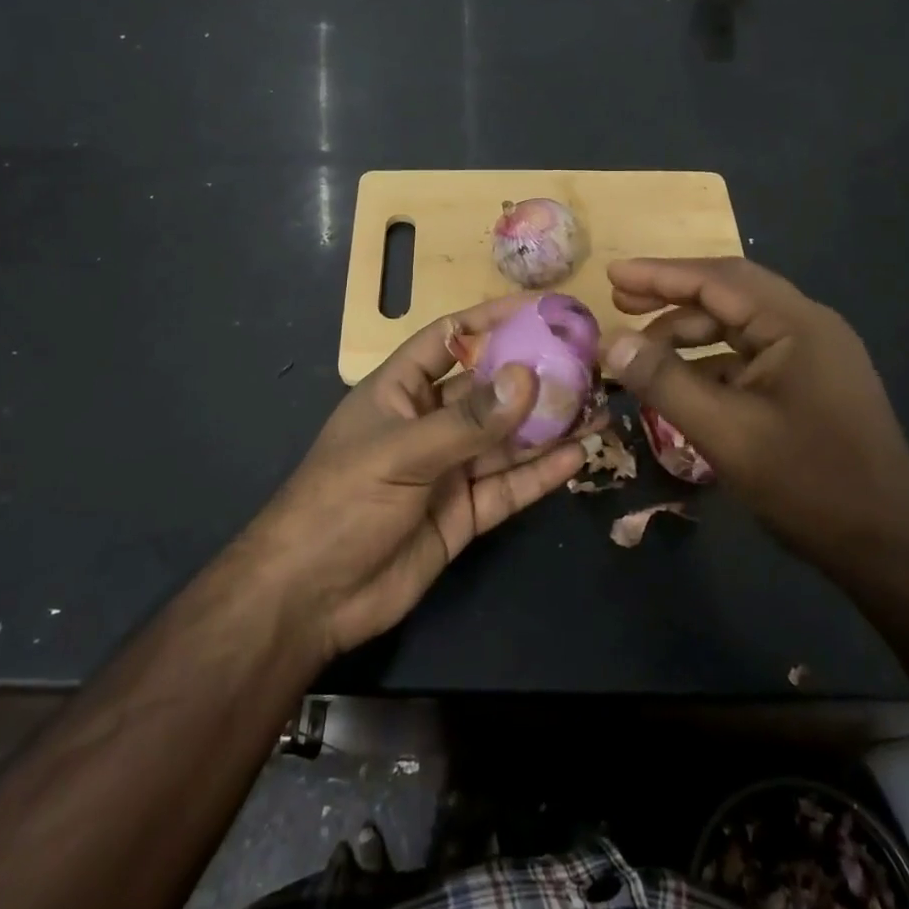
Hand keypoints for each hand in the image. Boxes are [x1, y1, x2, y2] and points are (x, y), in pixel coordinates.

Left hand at [247, 297, 586, 661]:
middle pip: (490, 389)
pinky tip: (579, 455)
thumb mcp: (401, 452)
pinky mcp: (465, 513)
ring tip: (598, 406)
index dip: (492, 319)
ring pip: (508, 439)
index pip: (451, 337)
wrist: (310, 599)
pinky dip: (542, 472)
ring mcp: (449, 469)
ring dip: (549, 424)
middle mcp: (430, 422)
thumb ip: (467, 421)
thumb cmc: (341, 502)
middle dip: (535, 375)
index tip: (542, 309)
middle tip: (587, 362)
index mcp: (401, 390)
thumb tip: (528, 377)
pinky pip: (510, 485)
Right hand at [599, 258, 908, 568]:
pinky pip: (750, 356)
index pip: (716, 280)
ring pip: (738, 326)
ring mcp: (813, 355)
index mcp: (796, 324)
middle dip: (671, 297)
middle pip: (728, 294)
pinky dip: (711, 362)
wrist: (890, 547)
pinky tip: (683, 384)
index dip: (659, 275)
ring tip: (642, 352)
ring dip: (689, 334)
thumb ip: (664, 381)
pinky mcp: (811, 384)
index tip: (612, 275)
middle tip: (620, 306)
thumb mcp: (725, 432)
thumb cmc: (809, 484)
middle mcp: (808, 326)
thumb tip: (609, 342)